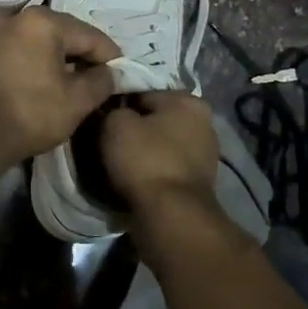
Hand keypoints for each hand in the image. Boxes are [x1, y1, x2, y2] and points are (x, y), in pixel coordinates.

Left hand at [0, 8, 119, 170]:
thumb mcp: (77, 101)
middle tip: (99, 78)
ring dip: (56, 60)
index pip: (89, 35)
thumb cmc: (31, 113)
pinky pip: (17, 55)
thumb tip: (110, 73)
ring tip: (70, 83)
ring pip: (37, 44)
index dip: (111, 56)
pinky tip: (39, 86)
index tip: (122, 74)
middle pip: (62, 34)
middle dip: (82, 55)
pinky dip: (32, 65)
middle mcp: (15, 20)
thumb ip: (101, 81)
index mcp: (43, 22)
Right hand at [100, 91, 219, 210]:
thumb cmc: (145, 160)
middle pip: (156, 119)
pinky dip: (153, 171)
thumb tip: (113, 113)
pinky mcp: (200, 182)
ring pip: (162, 144)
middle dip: (135, 128)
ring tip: (119, 163)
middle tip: (108, 141)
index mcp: (188, 101)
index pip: (142, 93)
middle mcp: (204, 123)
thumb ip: (113, 109)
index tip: (101, 120)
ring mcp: (206, 155)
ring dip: (144, 151)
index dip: (118, 105)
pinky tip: (135, 179)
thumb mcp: (115, 124)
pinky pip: (167, 167)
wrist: (171, 215)